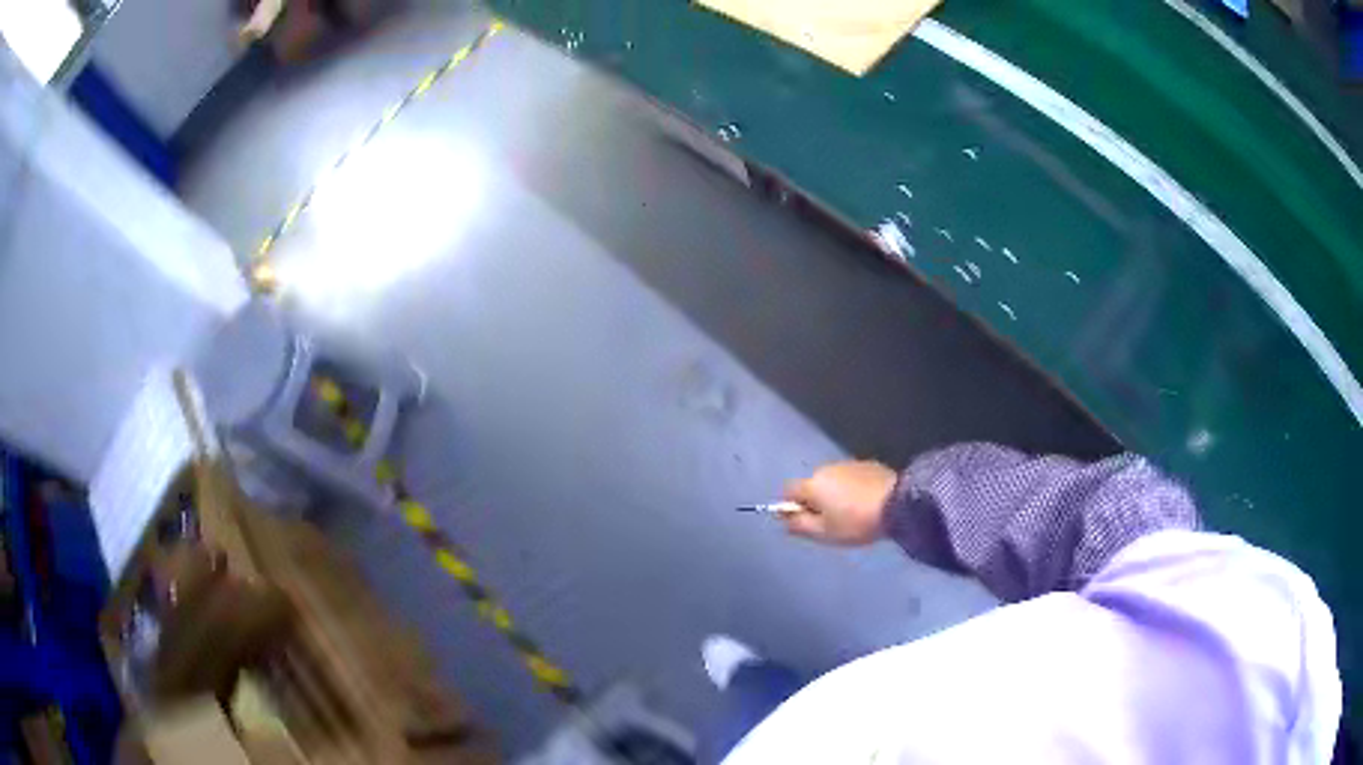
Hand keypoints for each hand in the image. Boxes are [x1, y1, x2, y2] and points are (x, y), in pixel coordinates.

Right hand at [782, 461, 897, 545]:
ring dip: (834, 494)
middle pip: (811, 485)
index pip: (788, 491)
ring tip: (851, 513)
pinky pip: (850, 478)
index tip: (805, 521)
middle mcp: (827, 468)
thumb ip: (799, 525)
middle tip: (830, 522)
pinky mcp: (868, 465)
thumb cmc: (856, 522)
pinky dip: (852, 488)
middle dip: (816, 501)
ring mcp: (849, 464)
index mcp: (812, 484)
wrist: (897, 505)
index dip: (792, 506)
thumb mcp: (824, 533)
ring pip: (832, 480)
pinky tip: (865, 502)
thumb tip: (784, 518)